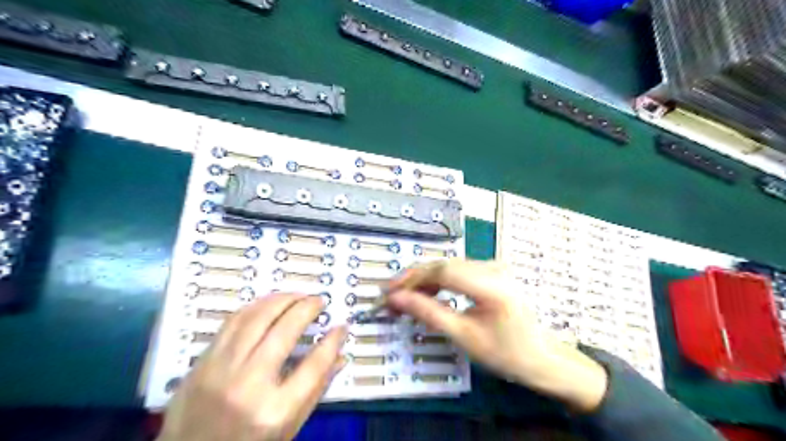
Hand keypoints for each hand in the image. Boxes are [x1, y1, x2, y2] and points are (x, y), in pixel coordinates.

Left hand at [156, 294, 345, 439]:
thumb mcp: (288, 428)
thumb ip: (316, 389)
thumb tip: (339, 355)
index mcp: (275, 411)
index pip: (314, 365)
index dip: (332, 341)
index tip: (341, 326)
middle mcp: (248, 386)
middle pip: (285, 331)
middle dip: (307, 308)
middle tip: (319, 301)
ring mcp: (220, 370)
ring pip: (257, 317)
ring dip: (282, 299)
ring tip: (298, 296)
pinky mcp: (202, 362)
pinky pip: (233, 321)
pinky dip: (256, 306)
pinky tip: (270, 303)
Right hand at [387, 260, 605, 412]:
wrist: (541, 357)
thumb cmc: (506, 353)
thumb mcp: (464, 336)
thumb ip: (428, 313)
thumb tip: (396, 299)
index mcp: (491, 284)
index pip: (442, 270)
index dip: (411, 279)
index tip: (388, 293)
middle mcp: (493, 267)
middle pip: (443, 265)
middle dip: (413, 279)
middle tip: (390, 295)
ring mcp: (493, 266)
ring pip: (448, 266)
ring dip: (424, 280)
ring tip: (403, 297)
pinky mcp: (491, 271)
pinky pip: (458, 271)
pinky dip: (438, 282)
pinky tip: (425, 294)